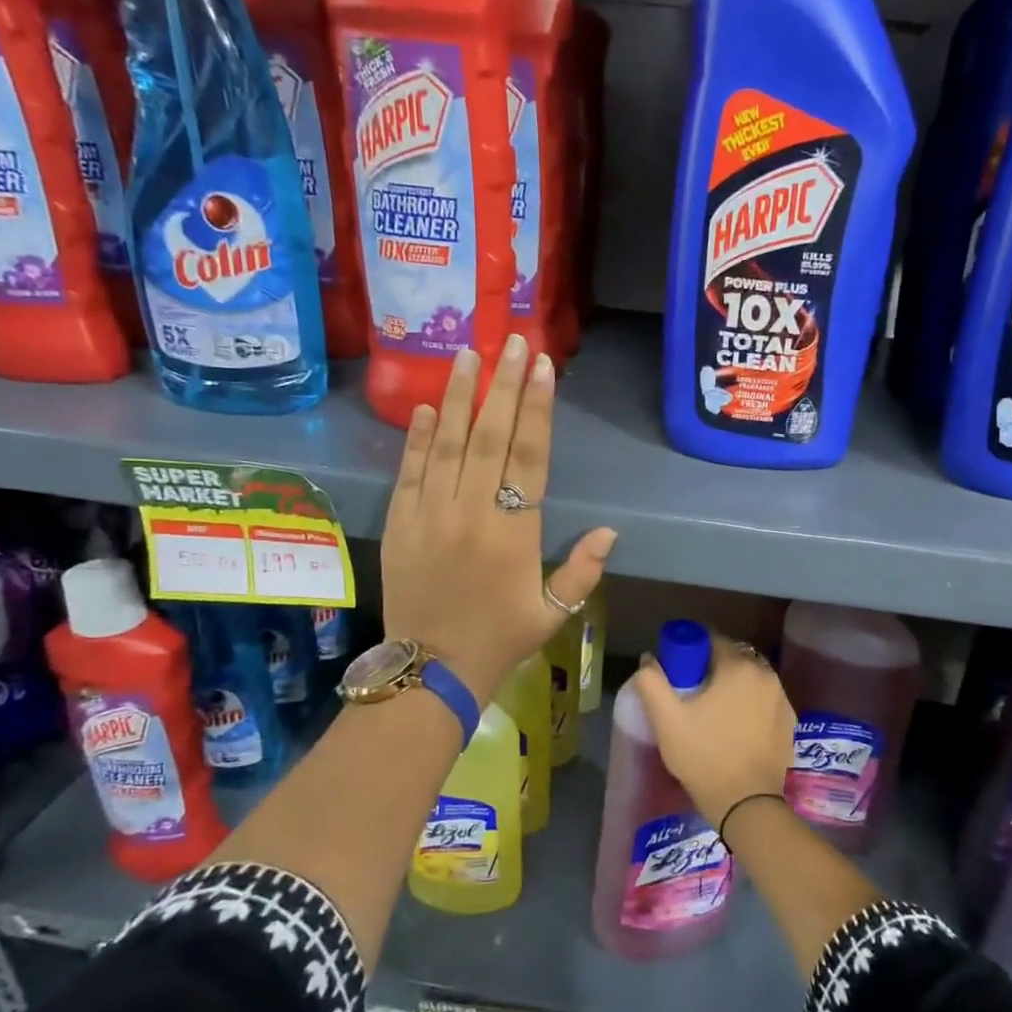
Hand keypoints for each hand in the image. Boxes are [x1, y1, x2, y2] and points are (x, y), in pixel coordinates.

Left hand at [382, 334, 616, 701]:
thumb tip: (611, 531)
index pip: (529, 456)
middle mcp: (471, 512)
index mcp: (514, 532)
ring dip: (460, 396)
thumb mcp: (553, 613)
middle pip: (489, 436)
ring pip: (447, 443)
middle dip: (503, 385)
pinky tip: (429, 406)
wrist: (429, 670)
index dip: (537, 408)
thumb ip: (582, 570)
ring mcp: (430, 513)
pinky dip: (419, 437)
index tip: (542, 367)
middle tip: (512, 341)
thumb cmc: (499, 639)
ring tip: (469, 353)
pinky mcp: (400, 522)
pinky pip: (410, 471)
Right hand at [631, 637, 795, 826]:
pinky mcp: (790, 722)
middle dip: (712, 670)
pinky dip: (750, 706)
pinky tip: (735, 730)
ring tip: (713, 715)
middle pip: (733, 660)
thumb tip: (649, 659)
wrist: (748, 805)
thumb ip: (652, 683)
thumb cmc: (704, 757)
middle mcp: (767, 675)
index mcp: (739, 667)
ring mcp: (783, 699)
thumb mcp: (667, 720)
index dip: (691, 653)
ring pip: (750, 681)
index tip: (678, 675)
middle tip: (692, 696)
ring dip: (732, 688)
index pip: (712, 641)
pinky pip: (764, 702)